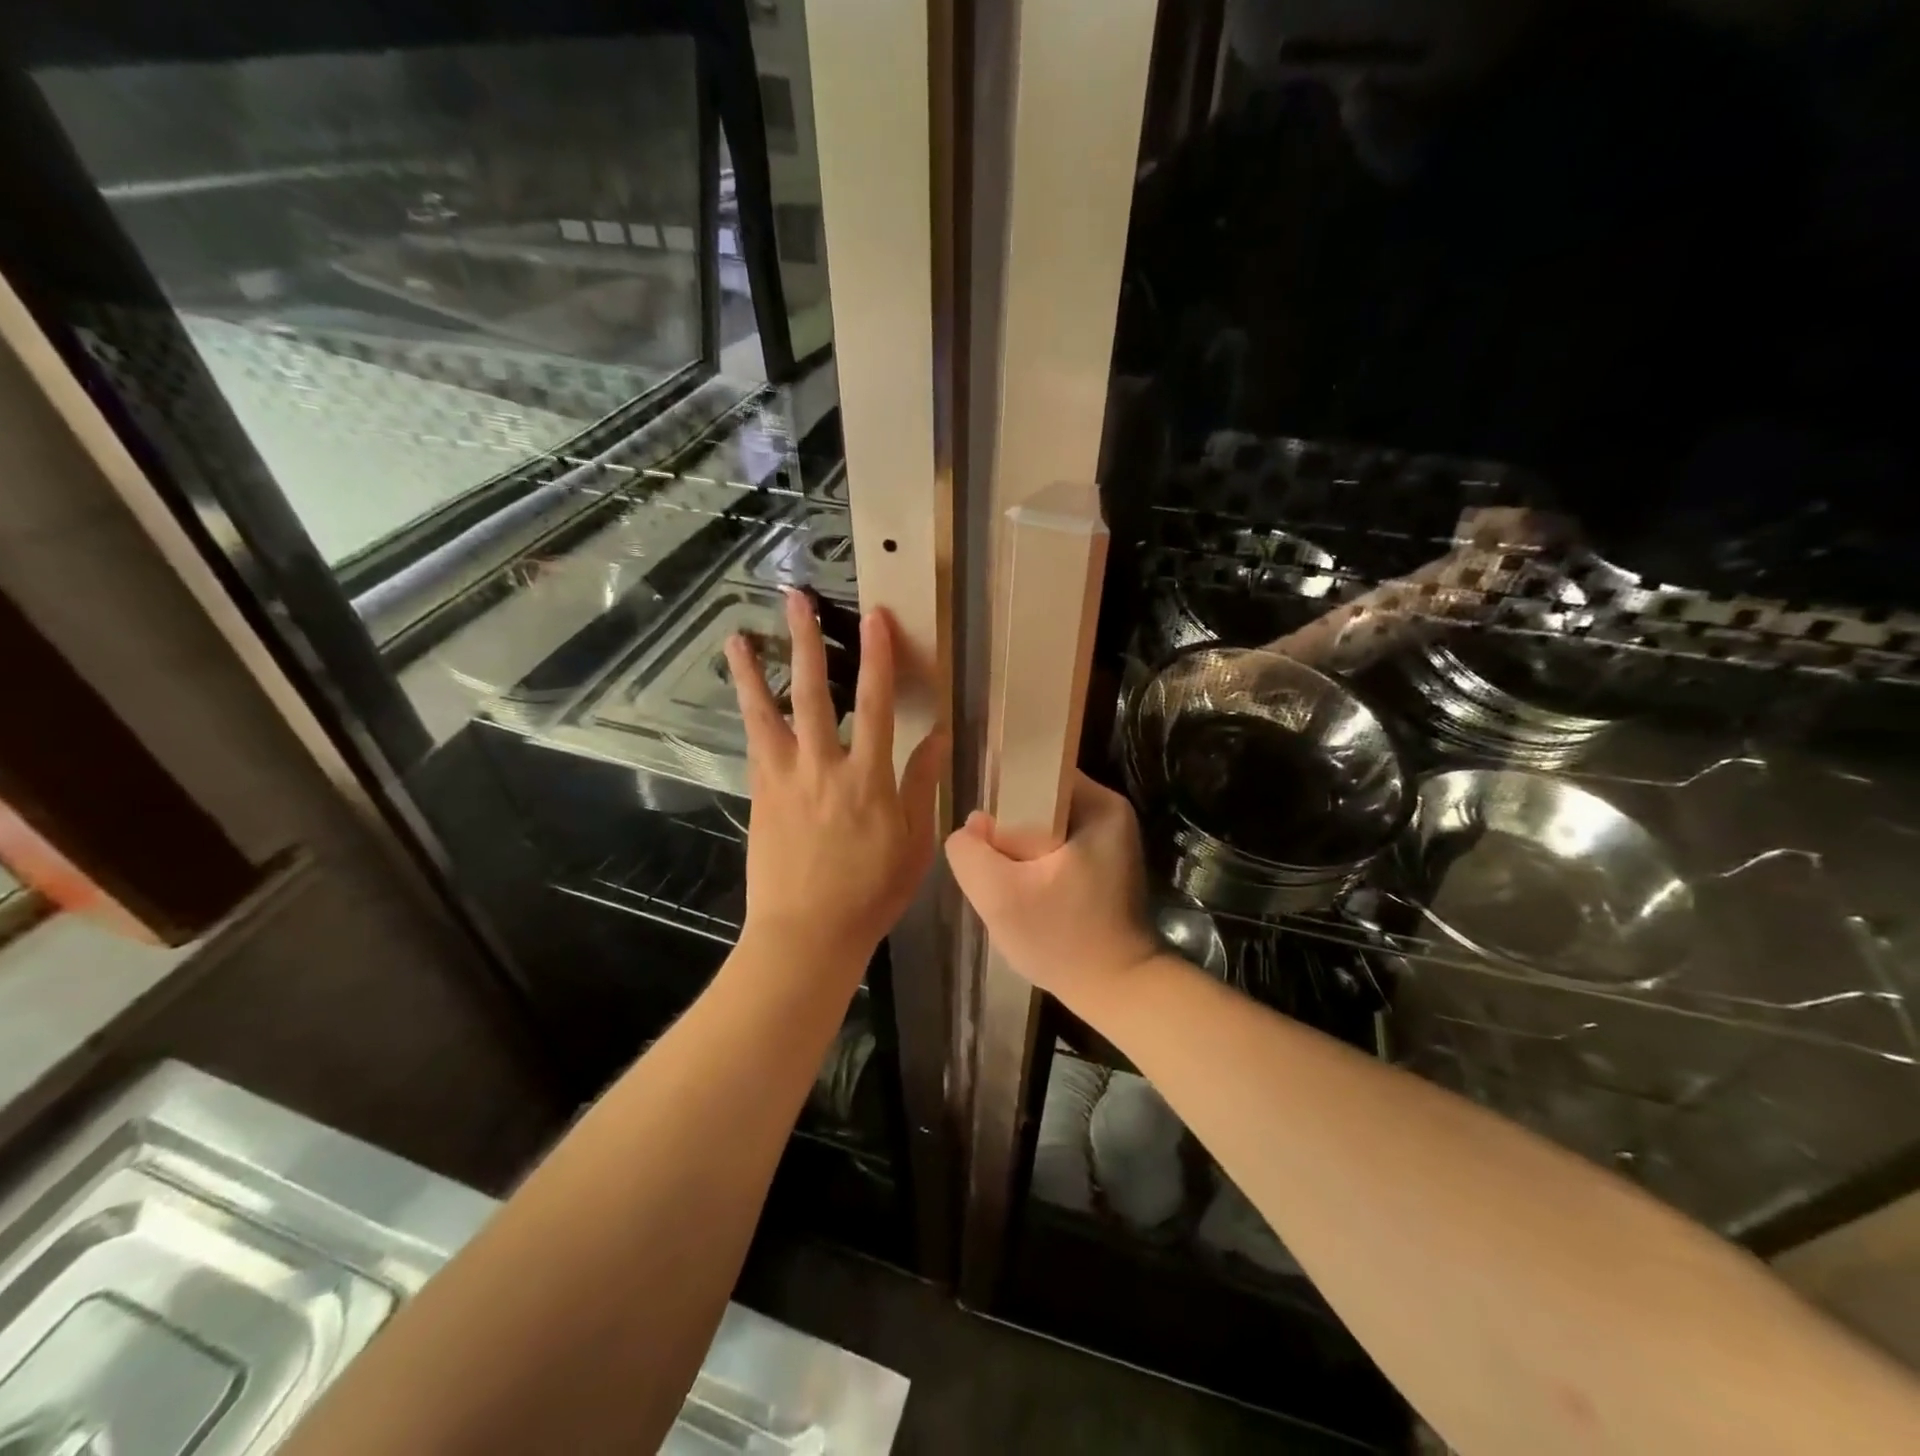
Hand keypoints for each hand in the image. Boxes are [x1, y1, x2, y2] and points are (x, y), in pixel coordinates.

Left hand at [726, 590, 943, 971]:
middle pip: (814, 693)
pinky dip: (749, 714)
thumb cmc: (871, 892)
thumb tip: (939, 736)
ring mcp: (785, 779)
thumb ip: (922, 784)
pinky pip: (755, 744)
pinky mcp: (761, 794)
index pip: (877, 705)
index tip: (875, 617)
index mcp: (869, 779)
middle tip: (796, 599)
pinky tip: (744, 694)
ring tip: (738, 637)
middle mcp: (823, 767)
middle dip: (807, 642)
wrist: (807, 933)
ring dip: (754, 672)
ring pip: (768, 714)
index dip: (877, 657)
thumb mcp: (913, 842)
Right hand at [944, 773, 1160, 1014]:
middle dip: (1008, 831)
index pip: (1036, 773)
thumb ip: (970, 853)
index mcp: (1098, 804)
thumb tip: (972, 827)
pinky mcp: (1103, 866)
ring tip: (1006, 885)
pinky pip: (1054, 850)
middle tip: (993, 868)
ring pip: (1042, 828)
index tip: (984, 835)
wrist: (1118, 992)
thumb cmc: (1063, 940)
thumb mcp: (1000, 896)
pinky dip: (1034, 867)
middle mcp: (1109, 813)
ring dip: (1019, 853)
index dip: (1001, 797)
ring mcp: (1108, 841)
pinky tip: (1025, 896)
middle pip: (1037, 802)